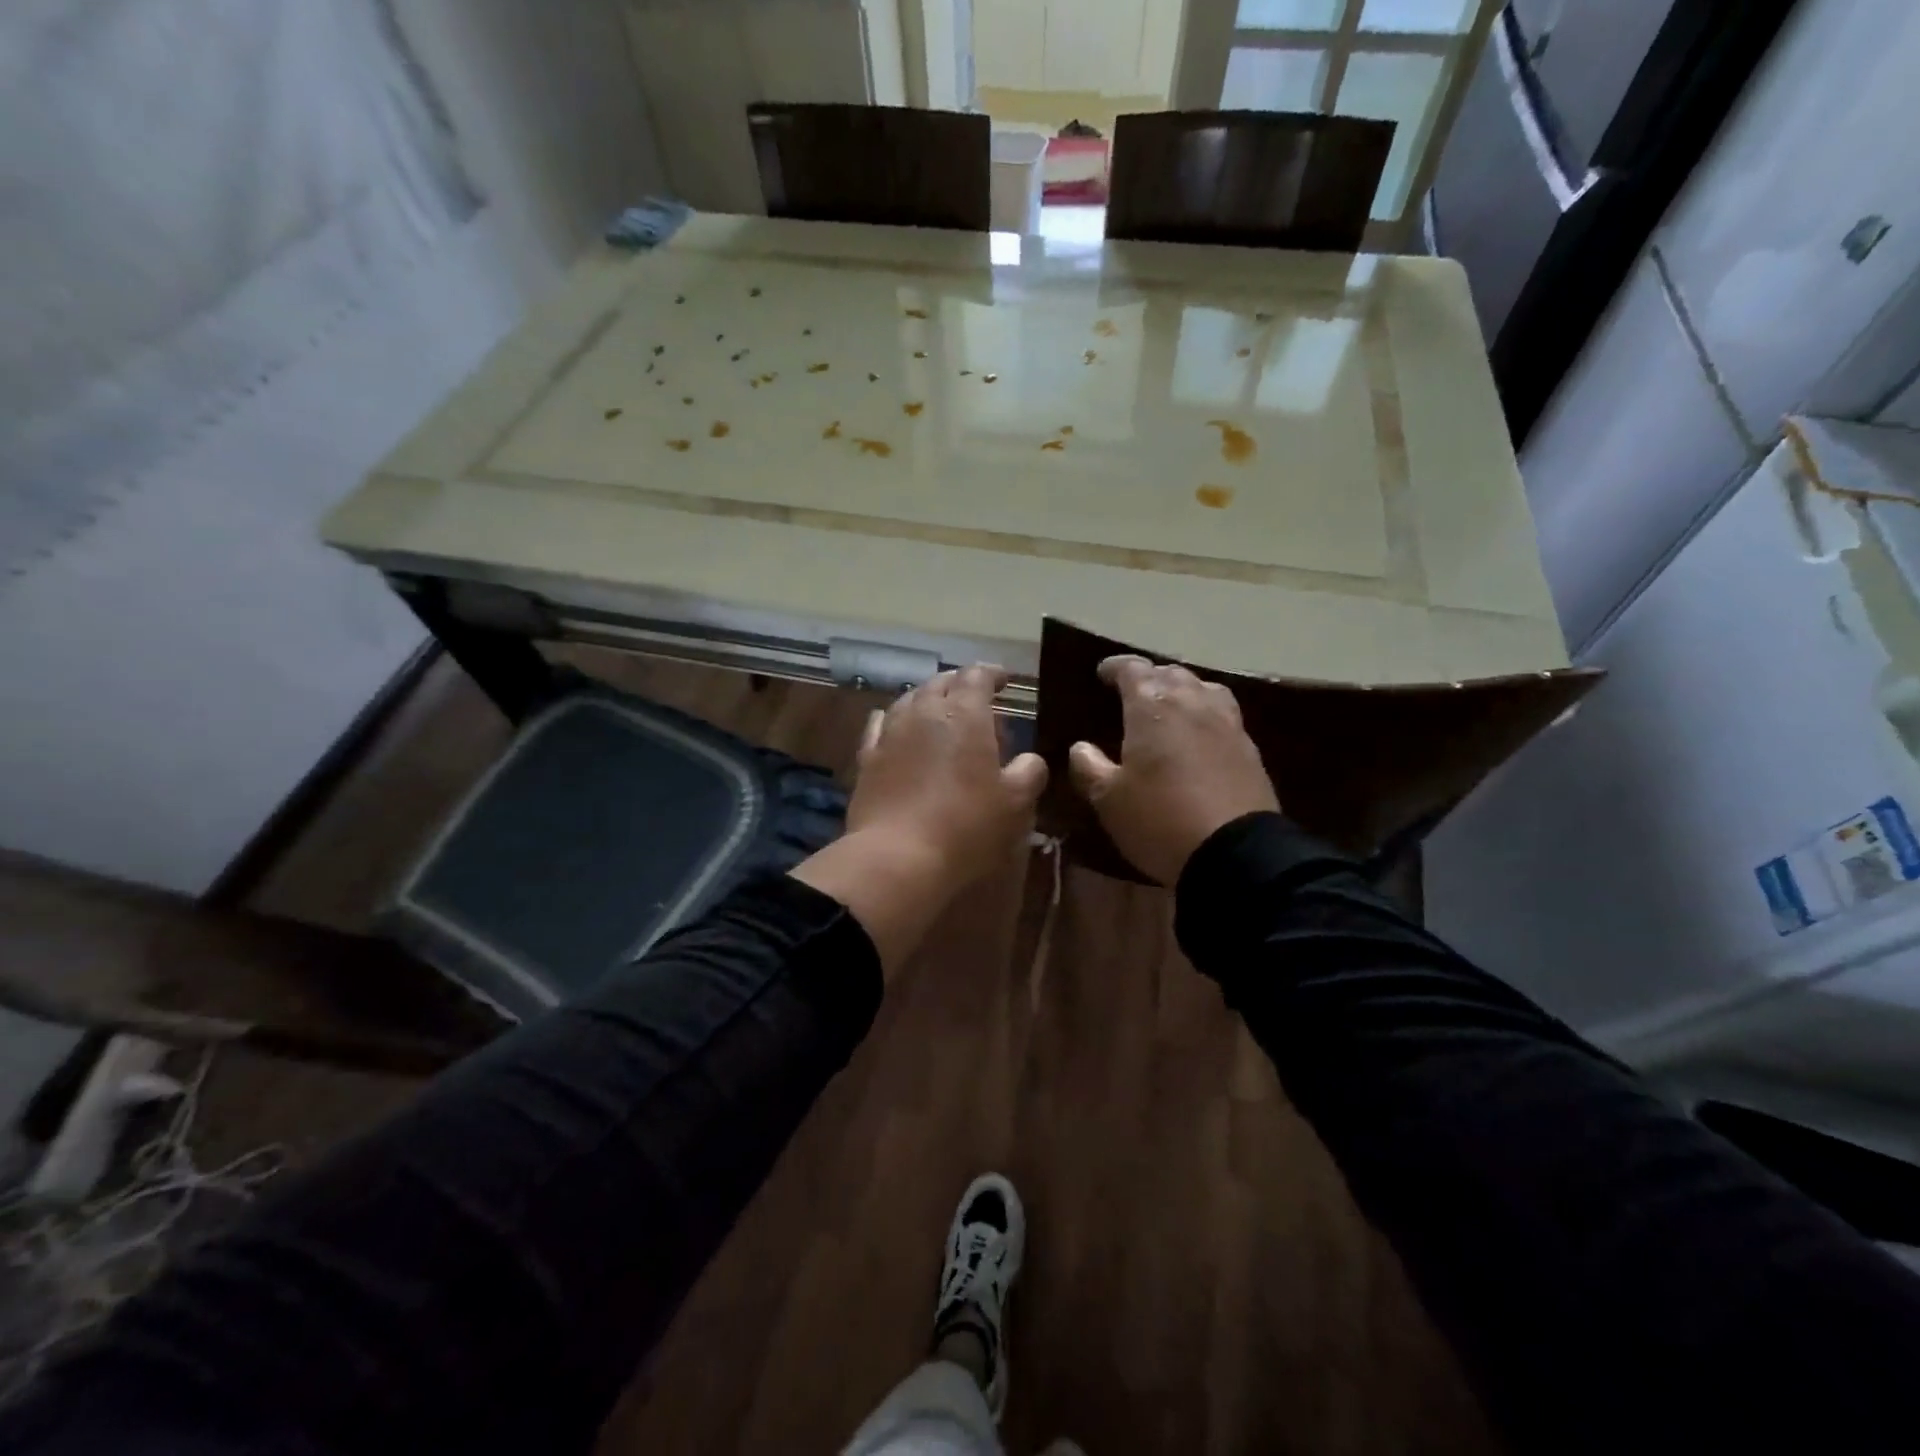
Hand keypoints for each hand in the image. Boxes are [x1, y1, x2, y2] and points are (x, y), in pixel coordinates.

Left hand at [847, 665, 1046, 885]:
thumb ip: (1029, 772)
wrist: (897, 856)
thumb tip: (1030, 760)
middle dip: (960, 685)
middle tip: (976, 701)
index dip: (992, 674)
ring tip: (940, 714)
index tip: (1004, 680)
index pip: (977, 675)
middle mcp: (924, 711)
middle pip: (941, 682)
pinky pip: (881, 725)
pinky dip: (895, 721)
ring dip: (928, 700)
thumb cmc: (966, 826)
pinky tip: (897, 729)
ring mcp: (890, 733)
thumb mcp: (1015, 803)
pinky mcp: (867, 758)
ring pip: (909, 700)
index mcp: (964, 713)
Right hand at [1068, 655, 1278, 884]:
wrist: (1236, 854)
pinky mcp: (1249, 748)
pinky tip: (1199, 736)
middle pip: (1171, 674)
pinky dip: (1205, 714)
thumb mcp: (1108, 799)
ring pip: (1203, 688)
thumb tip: (1080, 747)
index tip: (1102, 674)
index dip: (1115, 667)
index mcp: (1153, 707)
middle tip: (1132, 693)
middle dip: (1149, 677)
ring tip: (1170, 707)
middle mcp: (1193, 703)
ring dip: (1183, 690)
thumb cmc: (1160, 819)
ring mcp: (1227, 723)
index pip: (1133, 669)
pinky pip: (1223, 715)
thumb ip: (1089, 767)